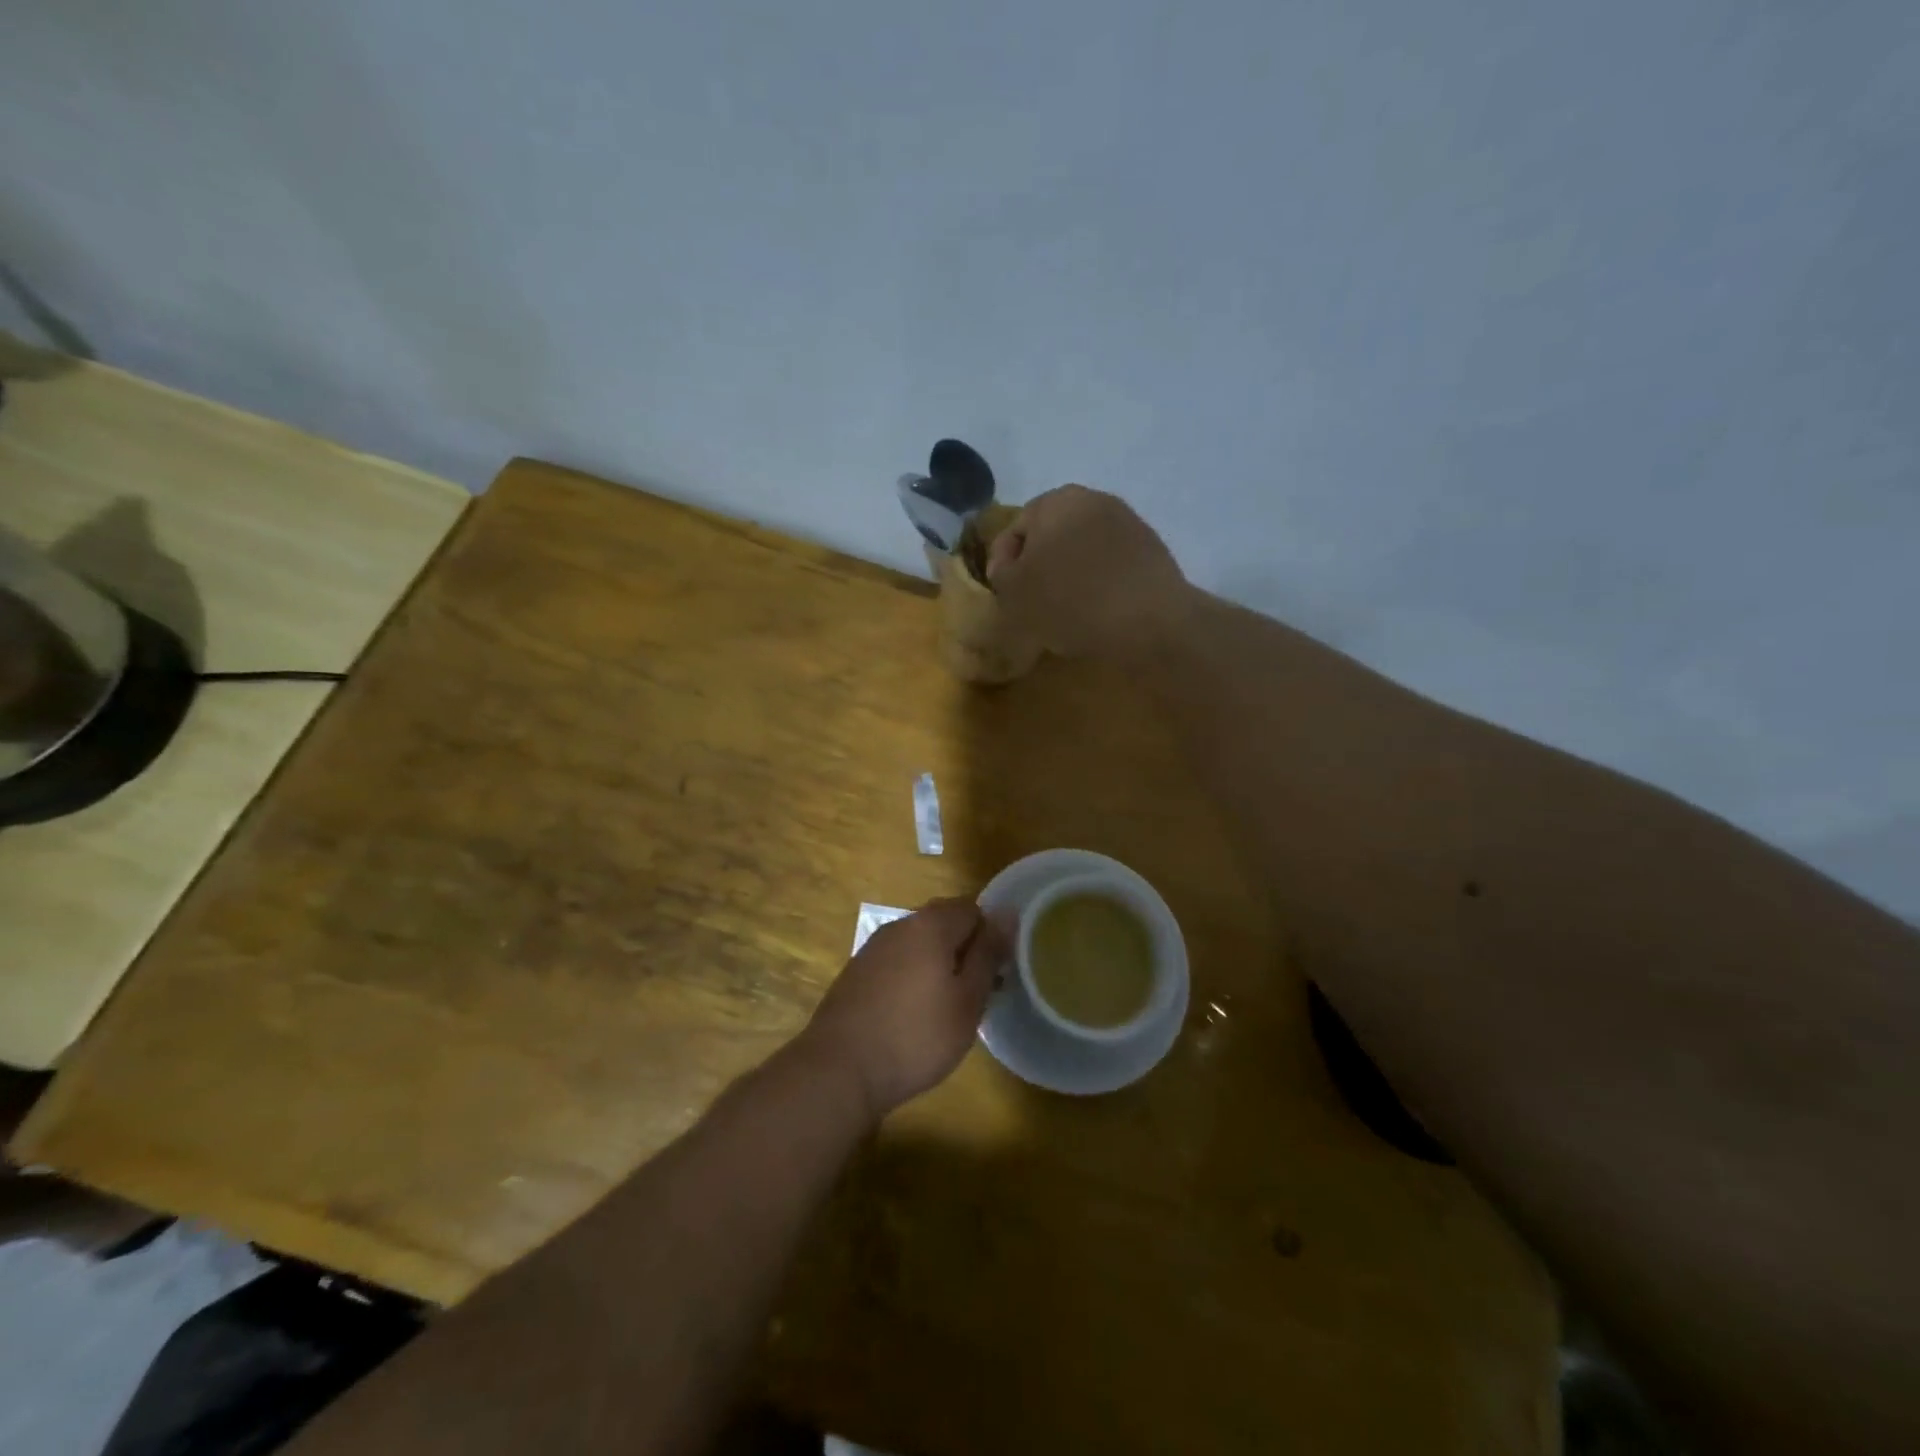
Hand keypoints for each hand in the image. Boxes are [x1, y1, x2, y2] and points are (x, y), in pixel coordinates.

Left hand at [800, 898, 1006, 1121]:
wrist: (839, 1070)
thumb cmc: (916, 1037)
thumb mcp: (967, 1000)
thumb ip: (988, 954)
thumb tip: (1007, 914)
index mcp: (930, 924)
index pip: (973, 908)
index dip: (990, 936)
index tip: (996, 973)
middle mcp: (900, 925)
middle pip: (944, 922)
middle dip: (965, 950)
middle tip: (977, 993)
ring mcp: (873, 948)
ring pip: (919, 943)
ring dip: (939, 964)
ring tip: (948, 1008)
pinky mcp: (856, 972)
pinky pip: (897, 962)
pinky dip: (913, 977)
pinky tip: (913, 1014)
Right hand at [986, 485, 1194, 659]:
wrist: (1149, 621)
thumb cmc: (1070, 601)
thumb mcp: (1015, 593)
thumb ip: (1001, 573)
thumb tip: (1009, 566)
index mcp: (1054, 501)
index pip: (1014, 529)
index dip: (1002, 564)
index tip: (1004, 595)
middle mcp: (1092, 499)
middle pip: (1051, 535)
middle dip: (1039, 565)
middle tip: (1032, 602)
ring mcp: (1127, 522)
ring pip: (1082, 548)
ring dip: (1070, 573)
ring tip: (1065, 609)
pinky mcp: (1151, 548)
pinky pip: (1111, 563)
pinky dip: (1098, 581)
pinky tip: (1097, 610)